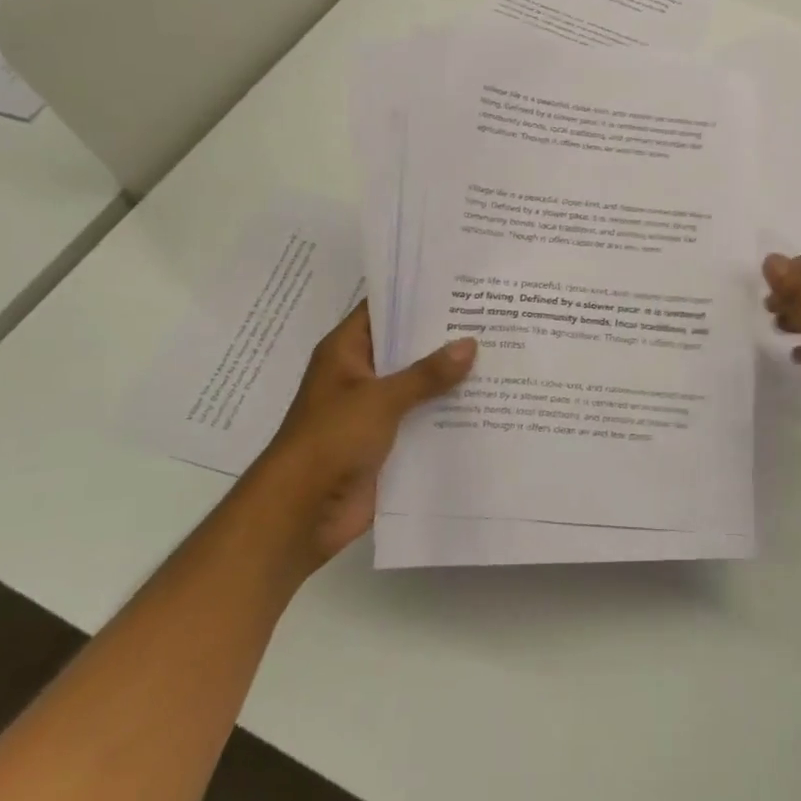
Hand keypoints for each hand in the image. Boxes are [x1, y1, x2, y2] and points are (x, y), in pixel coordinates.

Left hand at [251, 301, 475, 565]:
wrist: (300, 513)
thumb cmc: (331, 440)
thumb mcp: (381, 399)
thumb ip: (426, 373)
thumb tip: (470, 343)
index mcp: (346, 352)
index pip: (383, 310)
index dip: (417, 297)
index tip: (460, 286)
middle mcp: (361, 376)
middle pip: (406, 348)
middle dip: (444, 339)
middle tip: (491, 319)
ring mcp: (374, 411)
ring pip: (419, 386)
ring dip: (451, 379)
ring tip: (500, 356)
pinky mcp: (387, 444)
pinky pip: (423, 421)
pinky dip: (448, 415)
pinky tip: (488, 404)